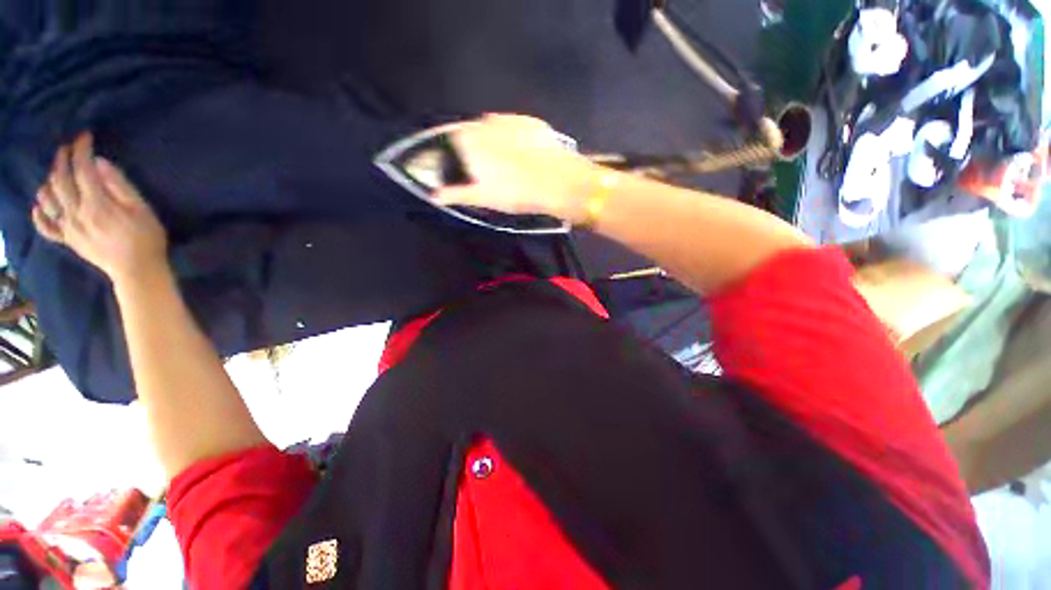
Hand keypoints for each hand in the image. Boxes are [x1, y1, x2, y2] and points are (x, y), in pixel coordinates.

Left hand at [32, 133, 168, 283]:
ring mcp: (68, 227)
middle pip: (60, 180)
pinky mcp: (67, 240)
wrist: (138, 270)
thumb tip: (101, 163)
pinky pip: (44, 226)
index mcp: (96, 203)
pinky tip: (41, 205)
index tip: (86, 137)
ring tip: (57, 173)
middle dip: (62, 159)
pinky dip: (39, 213)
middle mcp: (76, 212)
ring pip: (47, 199)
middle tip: (68, 148)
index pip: (82, 168)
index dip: (82, 149)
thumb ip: (120, 186)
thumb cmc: (146, 238)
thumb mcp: (142, 209)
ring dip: (49, 181)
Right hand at [433, 114, 600, 222]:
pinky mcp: (532, 122)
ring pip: (494, 126)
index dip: (452, 149)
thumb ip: (458, 193)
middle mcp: (488, 122)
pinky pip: (515, 126)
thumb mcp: (484, 197)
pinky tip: (522, 152)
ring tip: (504, 160)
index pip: (451, 137)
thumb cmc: (516, 192)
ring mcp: (512, 119)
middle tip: (485, 166)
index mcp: (472, 139)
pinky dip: (513, 136)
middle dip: (473, 144)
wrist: (557, 182)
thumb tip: (435, 196)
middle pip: (473, 130)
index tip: (458, 161)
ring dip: (493, 138)